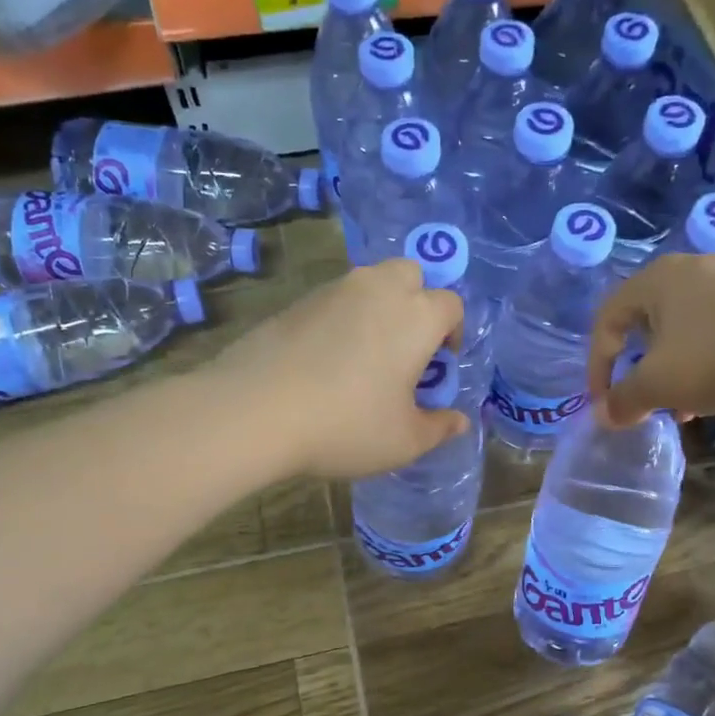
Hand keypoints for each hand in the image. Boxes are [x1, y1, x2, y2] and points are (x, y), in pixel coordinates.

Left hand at [208, 259, 467, 479]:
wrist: (255, 411)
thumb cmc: (346, 425)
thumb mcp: (403, 441)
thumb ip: (438, 428)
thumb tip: (459, 421)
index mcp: (416, 317)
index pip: (450, 304)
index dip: (453, 331)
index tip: (442, 361)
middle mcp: (378, 290)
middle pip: (410, 274)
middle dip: (417, 301)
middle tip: (406, 346)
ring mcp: (332, 291)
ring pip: (368, 283)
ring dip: (378, 308)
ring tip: (364, 355)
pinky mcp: (296, 302)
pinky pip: (333, 300)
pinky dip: (341, 319)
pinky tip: (325, 360)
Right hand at [586, 254, 714, 429]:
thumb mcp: (660, 385)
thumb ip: (624, 400)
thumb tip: (604, 415)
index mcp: (657, 278)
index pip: (607, 321)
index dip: (597, 366)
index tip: (605, 404)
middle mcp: (690, 268)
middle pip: (644, 322)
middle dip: (637, 369)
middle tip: (640, 400)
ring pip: (681, 328)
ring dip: (671, 369)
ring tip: (678, 406)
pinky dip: (702, 359)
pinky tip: (714, 391)